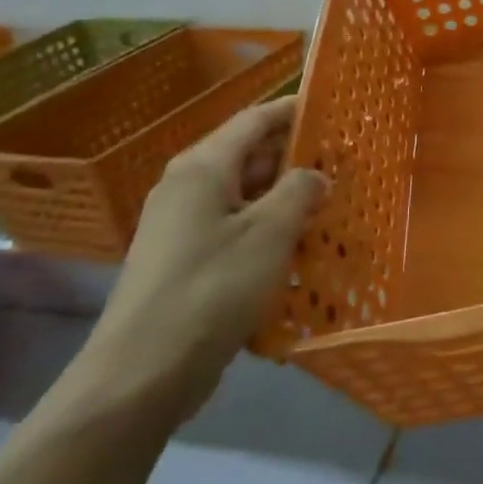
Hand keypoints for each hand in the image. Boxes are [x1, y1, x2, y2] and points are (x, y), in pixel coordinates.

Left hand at [75, 98, 327, 420]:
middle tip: (342, 163)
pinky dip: (266, 229)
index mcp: (202, 168)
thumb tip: (314, 175)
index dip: (293, 111)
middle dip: (294, 158)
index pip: (254, 121)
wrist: (140, 374)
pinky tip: (297, 248)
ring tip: (329, 204)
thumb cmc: (211, 289)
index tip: (331, 108)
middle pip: (248, 156)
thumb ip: (299, 192)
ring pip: (243, 196)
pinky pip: (233, 229)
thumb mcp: (269, 234)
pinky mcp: (183, 261)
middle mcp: (186, 188)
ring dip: (284, 198)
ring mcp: (181, 226)